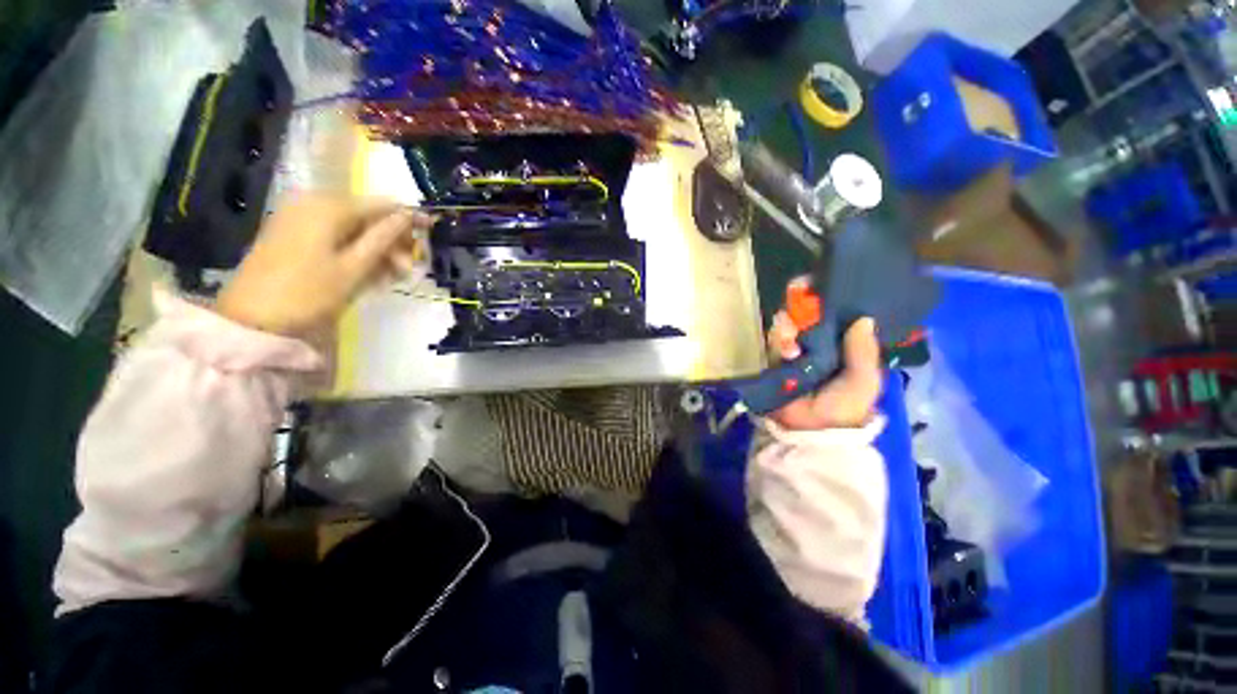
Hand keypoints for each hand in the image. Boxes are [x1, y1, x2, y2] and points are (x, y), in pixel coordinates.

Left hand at [216, 194, 432, 336]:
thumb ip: (384, 238)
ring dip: (377, 250)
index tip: (431, 230)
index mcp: (329, 207)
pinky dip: (355, 252)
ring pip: (352, 228)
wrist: (252, 319)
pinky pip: (334, 236)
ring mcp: (299, 219)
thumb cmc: (309, 292)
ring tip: (391, 278)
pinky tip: (368, 273)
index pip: (381, 204)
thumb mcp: (355, 267)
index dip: (408, 216)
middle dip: (392, 240)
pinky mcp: (292, 235)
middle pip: (366, 216)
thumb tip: (408, 215)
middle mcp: (313, 204)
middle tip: (407, 269)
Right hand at [767, 288, 881, 430]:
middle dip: (800, 303)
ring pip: (787, 326)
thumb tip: (864, 318)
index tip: (819, 281)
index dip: (826, 298)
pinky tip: (786, 351)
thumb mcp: (864, 380)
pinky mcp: (774, 361)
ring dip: (788, 327)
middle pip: (806, 315)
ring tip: (793, 339)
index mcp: (841, 346)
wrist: (814, 432)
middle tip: (797, 289)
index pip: (833, 315)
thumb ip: (863, 352)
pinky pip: (773, 343)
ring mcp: (793, 351)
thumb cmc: (845, 407)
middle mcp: (816, 344)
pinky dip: (778, 342)